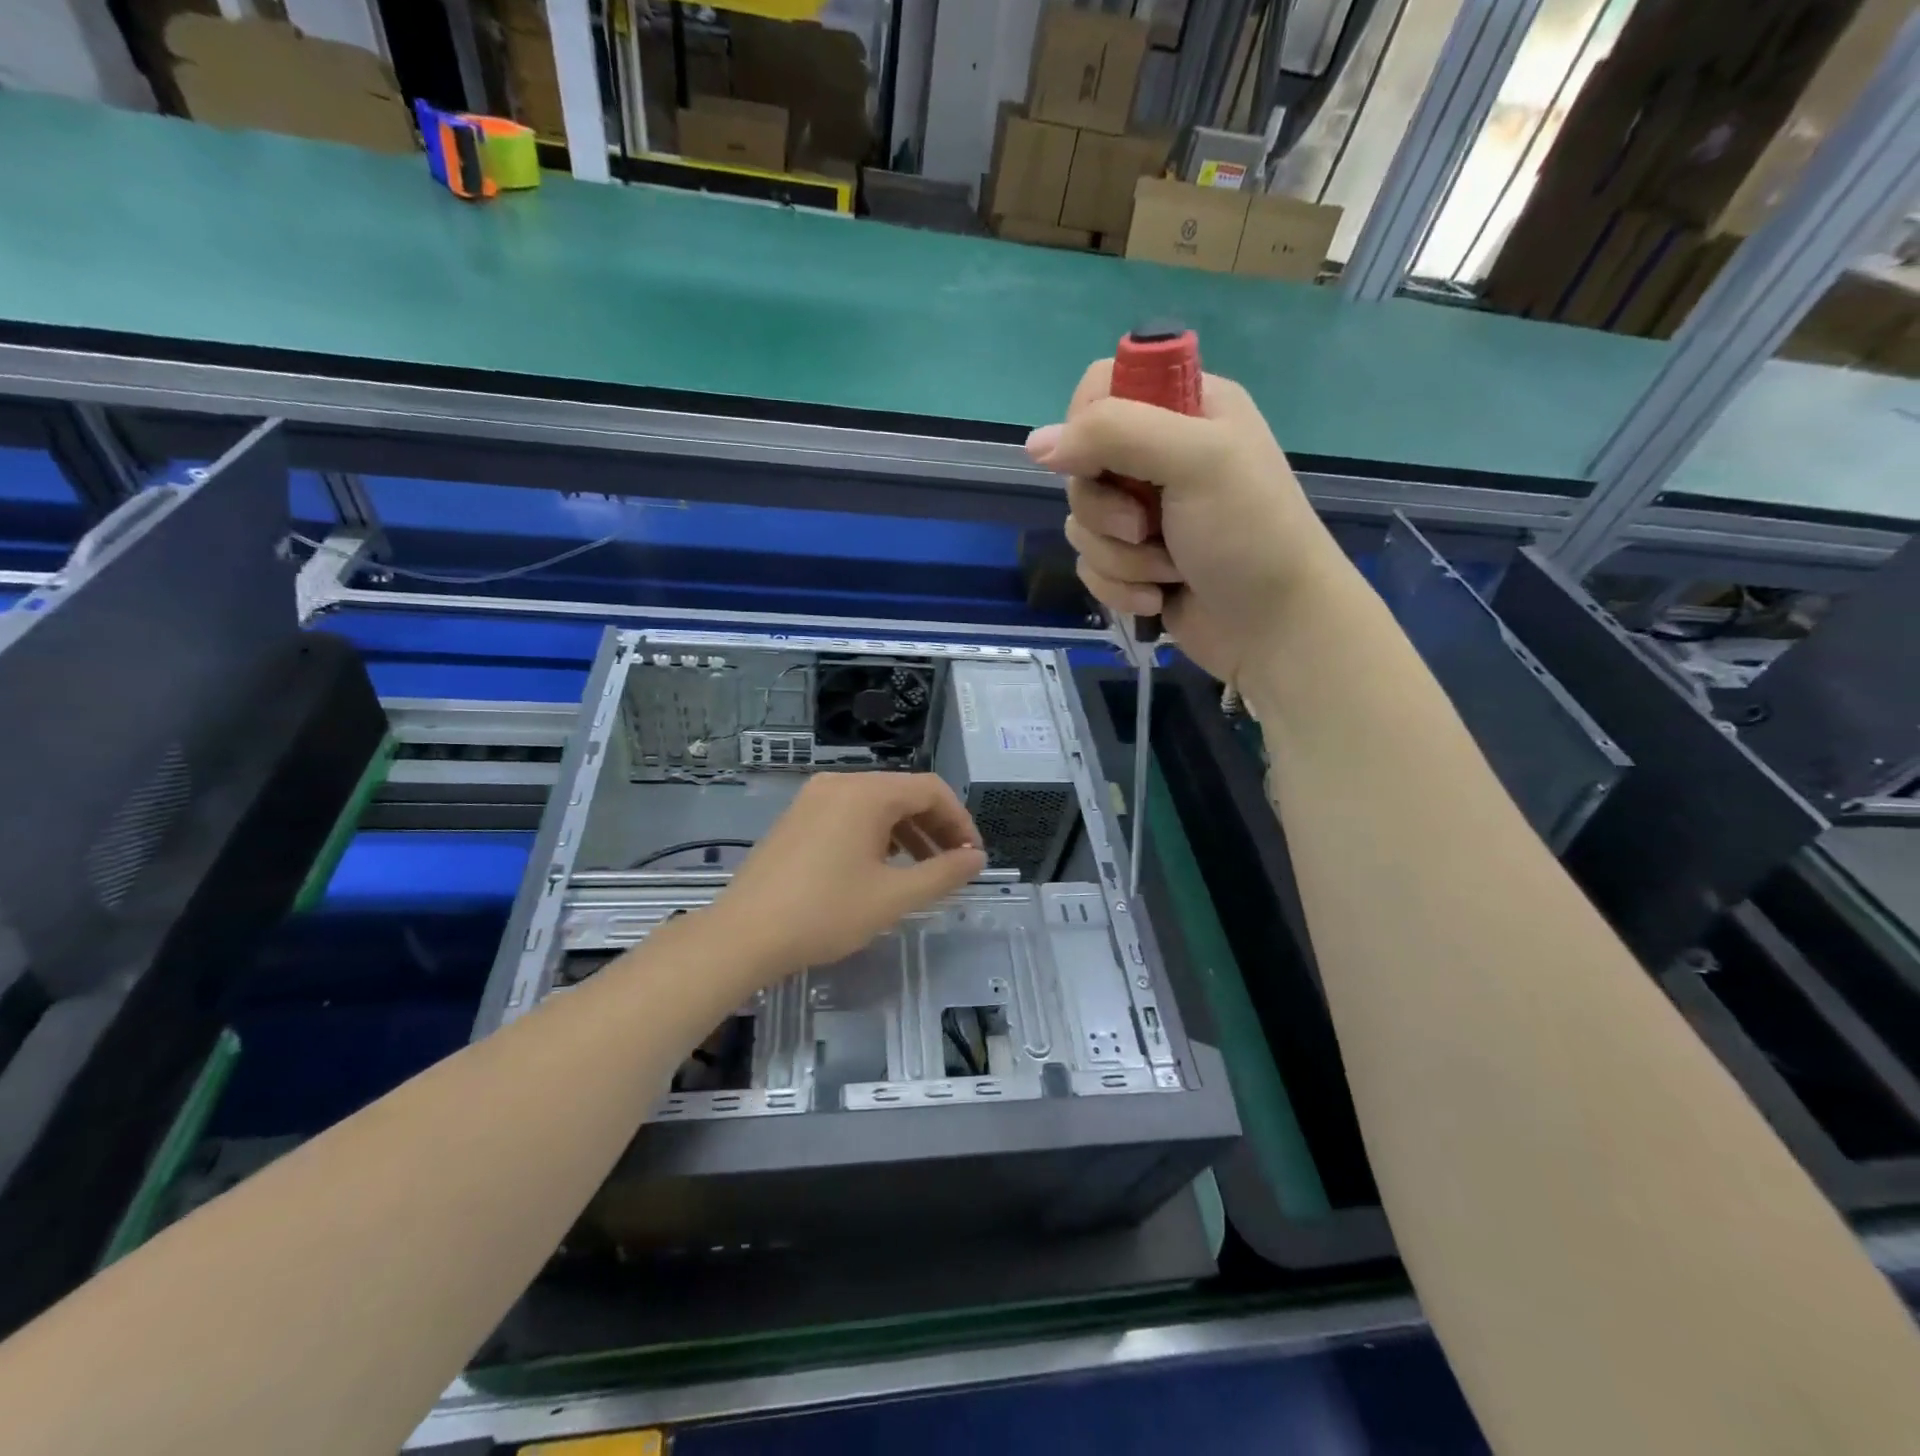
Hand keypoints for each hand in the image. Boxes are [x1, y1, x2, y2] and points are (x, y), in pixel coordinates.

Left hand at [711, 773, 986, 979]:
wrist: (744, 935)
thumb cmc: (825, 913)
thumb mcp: (893, 896)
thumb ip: (943, 873)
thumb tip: (976, 858)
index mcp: (866, 793)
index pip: (931, 790)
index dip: (960, 821)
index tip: (972, 857)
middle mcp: (840, 784)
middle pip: (903, 793)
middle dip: (935, 827)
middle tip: (953, 866)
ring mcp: (813, 798)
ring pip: (876, 805)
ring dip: (907, 833)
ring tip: (922, 871)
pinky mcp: (797, 817)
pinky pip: (850, 814)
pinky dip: (876, 834)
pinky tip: (880, 868)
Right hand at [1027, 359, 1346, 684]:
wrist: (1276, 627)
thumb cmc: (1249, 534)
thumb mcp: (1194, 461)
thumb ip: (1115, 434)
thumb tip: (1035, 444)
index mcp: (1186, 408)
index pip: (1101, 387)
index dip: (1086, 425)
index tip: (1100, 461)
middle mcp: (1161, 455)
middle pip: (1081, 465)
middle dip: (1106, 510)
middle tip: (1146, 527)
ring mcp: (1145, 513)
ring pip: (1081, 523)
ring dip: (1120, 557)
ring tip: (1167, 571)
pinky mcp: (1134, 563)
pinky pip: (1090, 565)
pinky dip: (1120, 587)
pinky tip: (1157, 598)